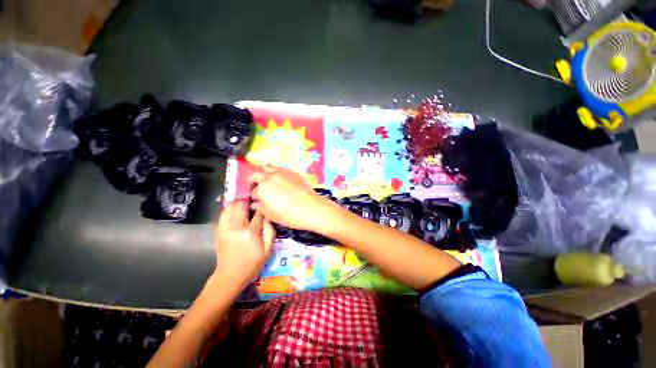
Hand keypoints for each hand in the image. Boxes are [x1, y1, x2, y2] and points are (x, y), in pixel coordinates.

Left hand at [212, 201, 275, 291]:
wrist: (230, 275)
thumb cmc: (252, 263)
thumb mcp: (268, 250)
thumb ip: (270, 231)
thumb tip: (268, 217)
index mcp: (250, 232)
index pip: (258, 212)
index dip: (262, 207)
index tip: (265, 206)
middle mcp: (236, 226)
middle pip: (241, 205)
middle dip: (249, 201)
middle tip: (254, 201)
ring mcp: (225, 227)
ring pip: (230, 206)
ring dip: (238, 203)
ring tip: (245, 204)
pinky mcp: (219, 230)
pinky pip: (223, 213)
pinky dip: (230, 209)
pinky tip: (236, 212)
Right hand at [249, 166, 337, 231]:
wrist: (311, 208)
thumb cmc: (289, 215)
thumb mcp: (271, 215)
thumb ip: (261, 207)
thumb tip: (255, 203)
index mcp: (262, 188)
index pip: (253, 190)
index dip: (254, 196)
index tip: (257, 200)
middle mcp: (270, 176)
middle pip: (257, 173)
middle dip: (254, 179)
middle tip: (257, 186)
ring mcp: (282, 172)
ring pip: (268, 167)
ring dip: (264, 172)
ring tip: (268, 181)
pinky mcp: (292, 172)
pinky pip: (280, 169)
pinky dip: (276, 172)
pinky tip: (281, 180)